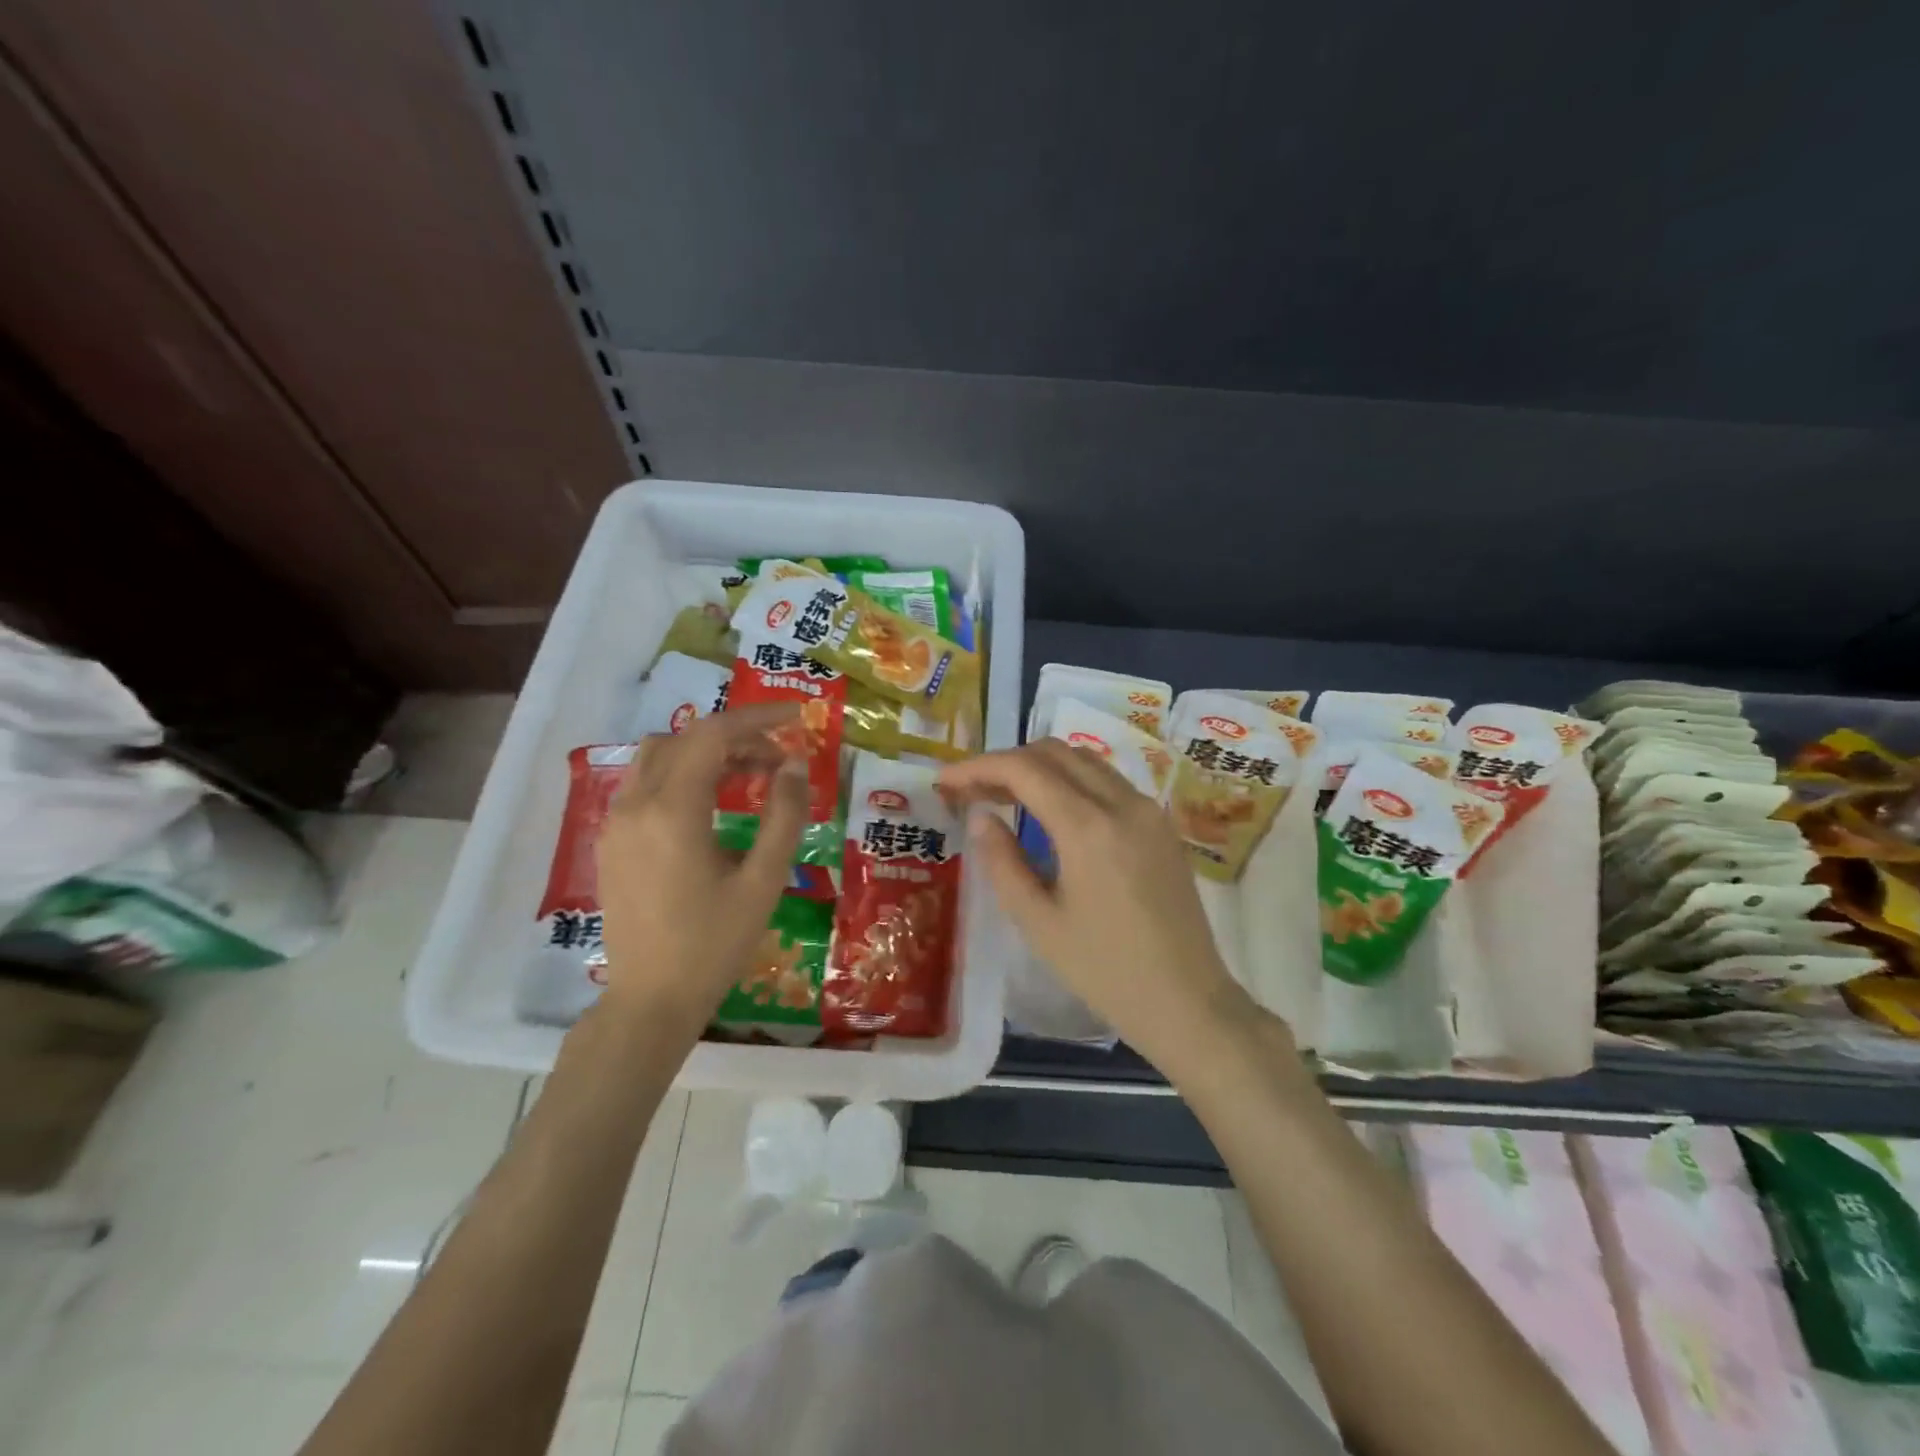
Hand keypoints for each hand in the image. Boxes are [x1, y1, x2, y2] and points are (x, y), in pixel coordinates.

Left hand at [594, 704, 808, 1029]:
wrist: (649, 1001)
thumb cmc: (713, 944)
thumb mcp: (763, 881)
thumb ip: (784, 816)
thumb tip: (795, 765)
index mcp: (674, 811)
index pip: (714, 734)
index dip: (758, 718)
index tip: (797, 717)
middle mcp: (637, 804)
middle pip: (687, 738)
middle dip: (738, 737)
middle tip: (779, 761)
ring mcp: (616, 821)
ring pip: (661, 756)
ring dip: (706, 752)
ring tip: (749, 777)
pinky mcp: (611, 840)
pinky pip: (646, 783)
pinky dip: (683, 774)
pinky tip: (712, 805)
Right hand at [939, 740, 1275, 1076]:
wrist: (1188, 1001)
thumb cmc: (1105, 970)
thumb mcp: (1038, 923)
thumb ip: (1002, 861)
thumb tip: (981, 816)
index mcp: (1088, 827)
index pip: (1023, 769)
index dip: (978, 767)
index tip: (945, 780)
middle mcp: (1123, 803)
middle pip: (1055, 752)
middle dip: (1006, 761)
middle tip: (971, 789)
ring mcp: (1149, 810)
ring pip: (1085, 760)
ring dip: (1040, 766)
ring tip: (1004, 795)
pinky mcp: (1162, 824)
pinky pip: (1108, 781)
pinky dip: (1071, 780)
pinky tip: (1050, 810)